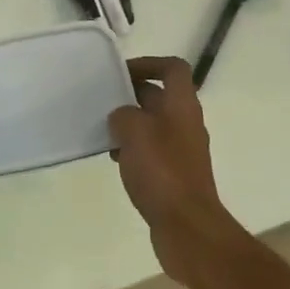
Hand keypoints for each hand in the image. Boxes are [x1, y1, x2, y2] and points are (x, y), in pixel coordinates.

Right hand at [108, 56, 240, 282]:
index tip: (120, 73)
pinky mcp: (174, 174)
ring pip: (153, 124)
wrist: (186, 225)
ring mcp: (182, 150)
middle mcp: (186, 122)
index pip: (172, 68)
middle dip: (131, 95)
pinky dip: (133, 149)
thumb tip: (121, 117)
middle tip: (102, 101)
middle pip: (160, 95)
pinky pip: (152, 150)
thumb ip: (123, 115)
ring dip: (130, 123)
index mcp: (182, 105)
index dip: (148, 63)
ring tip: (104, 132)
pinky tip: (115, 160)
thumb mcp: (134, 132)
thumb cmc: (162, 171)